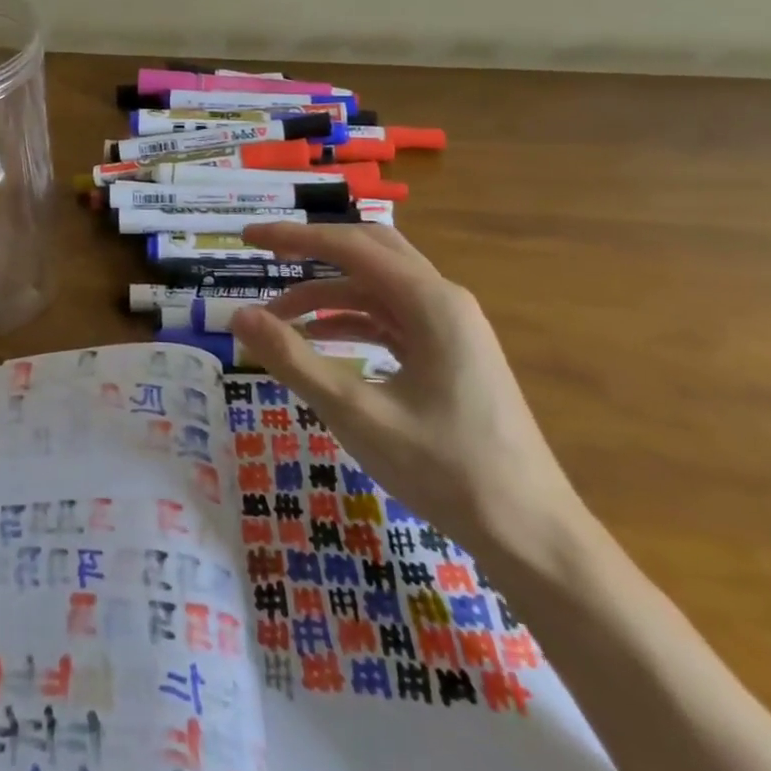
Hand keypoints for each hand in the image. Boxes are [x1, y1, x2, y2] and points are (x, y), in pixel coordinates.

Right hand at [229, 223, 585, 560]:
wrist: (532, 534)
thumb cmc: (445, 469)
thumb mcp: (356, 413)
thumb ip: (293, 359)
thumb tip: (239, 316)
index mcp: (431, 302)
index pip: (349, 247)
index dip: (294, 236)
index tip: (248, 235)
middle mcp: (445, 301)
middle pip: (370, 251)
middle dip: (314, 250)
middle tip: (266, 255)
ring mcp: (453, 328)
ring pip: (380, 287)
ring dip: (329, 293)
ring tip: (279, 318)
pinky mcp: (452, 355)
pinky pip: (393, 318)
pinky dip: (352, 319)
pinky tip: (322, 340)